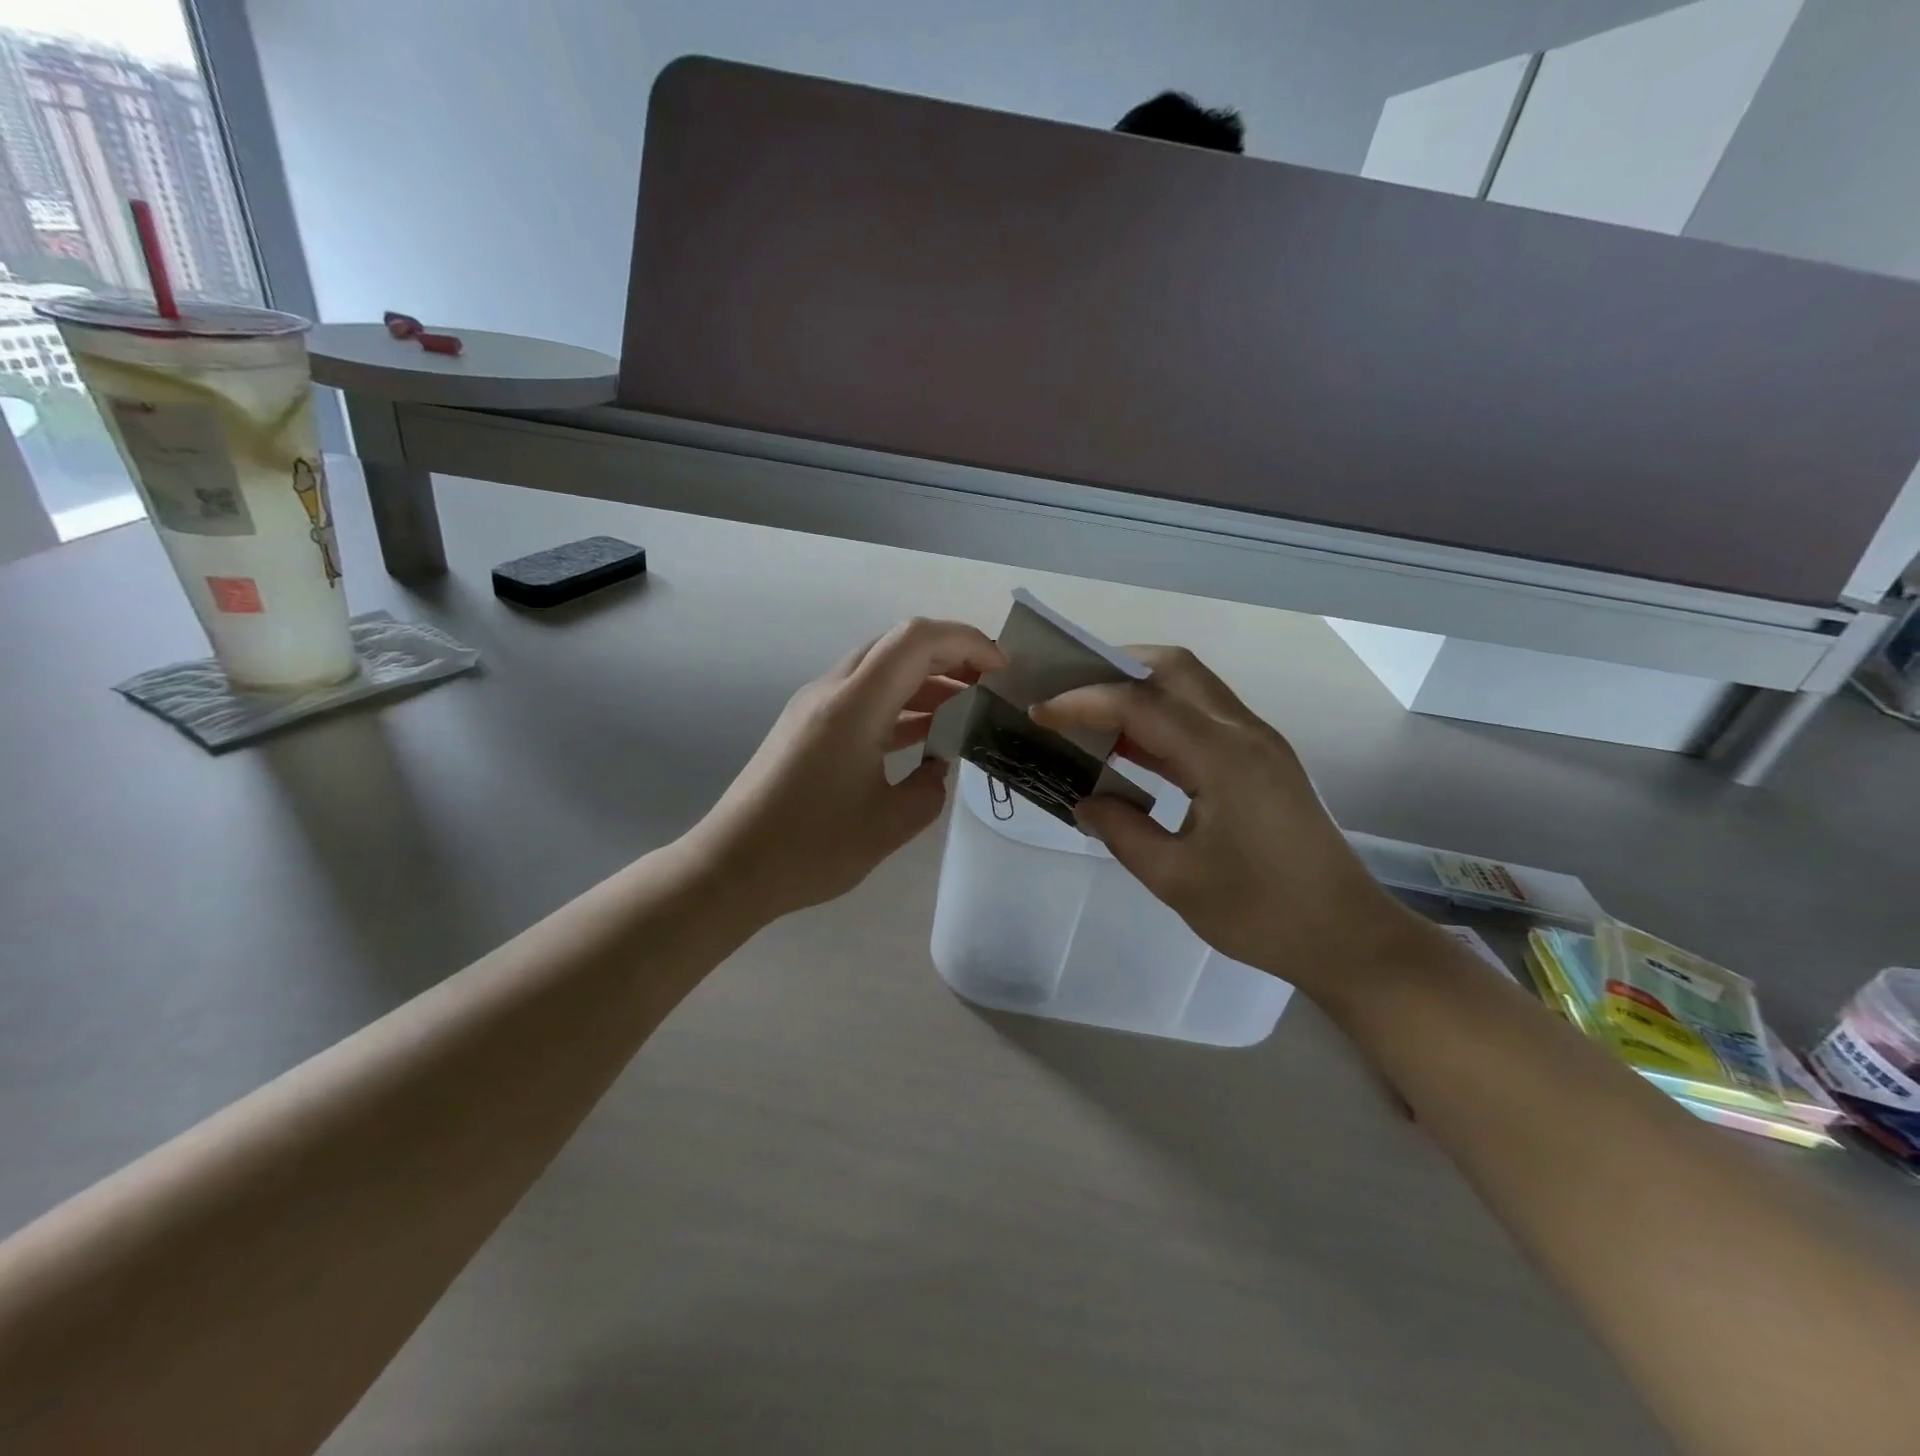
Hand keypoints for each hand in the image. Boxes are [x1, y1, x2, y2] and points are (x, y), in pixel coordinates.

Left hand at [687, 618, 1005, 920]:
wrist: (730, 868)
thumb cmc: (811, 848)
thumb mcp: (889, 824)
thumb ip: (929, 789)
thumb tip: (934, 768)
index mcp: (855, 704)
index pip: (918, 640)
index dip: (967, 642)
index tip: (1001, 670)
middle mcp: (832, 691)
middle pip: (898, 646)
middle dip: (951, 656)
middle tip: (988, 685)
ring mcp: (814, 708)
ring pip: (879, 671)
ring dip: (925, 681)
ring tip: (966, 708)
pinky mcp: (805, 728)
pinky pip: (862, 698)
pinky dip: (898, 705)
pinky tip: (924, 734)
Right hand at [1032, 647, 1433, 996]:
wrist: (1349, 939)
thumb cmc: (1263, 914)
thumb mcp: (1177, 879)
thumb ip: (1122, 831)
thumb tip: (1084, 802)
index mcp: (1224, 756)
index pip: (1141, 704)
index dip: (1083, 703)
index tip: (1039, 713)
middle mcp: (1244, 733)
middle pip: (1175, 669)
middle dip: (1116, 669)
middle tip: (1070, 693)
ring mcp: (1259, 745)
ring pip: (1193, 688)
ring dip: (1140, 692)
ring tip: (1089, 717)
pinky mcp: (1263, 764)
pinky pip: (1204, 720)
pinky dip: (1163, 721)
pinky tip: (1131, 750)